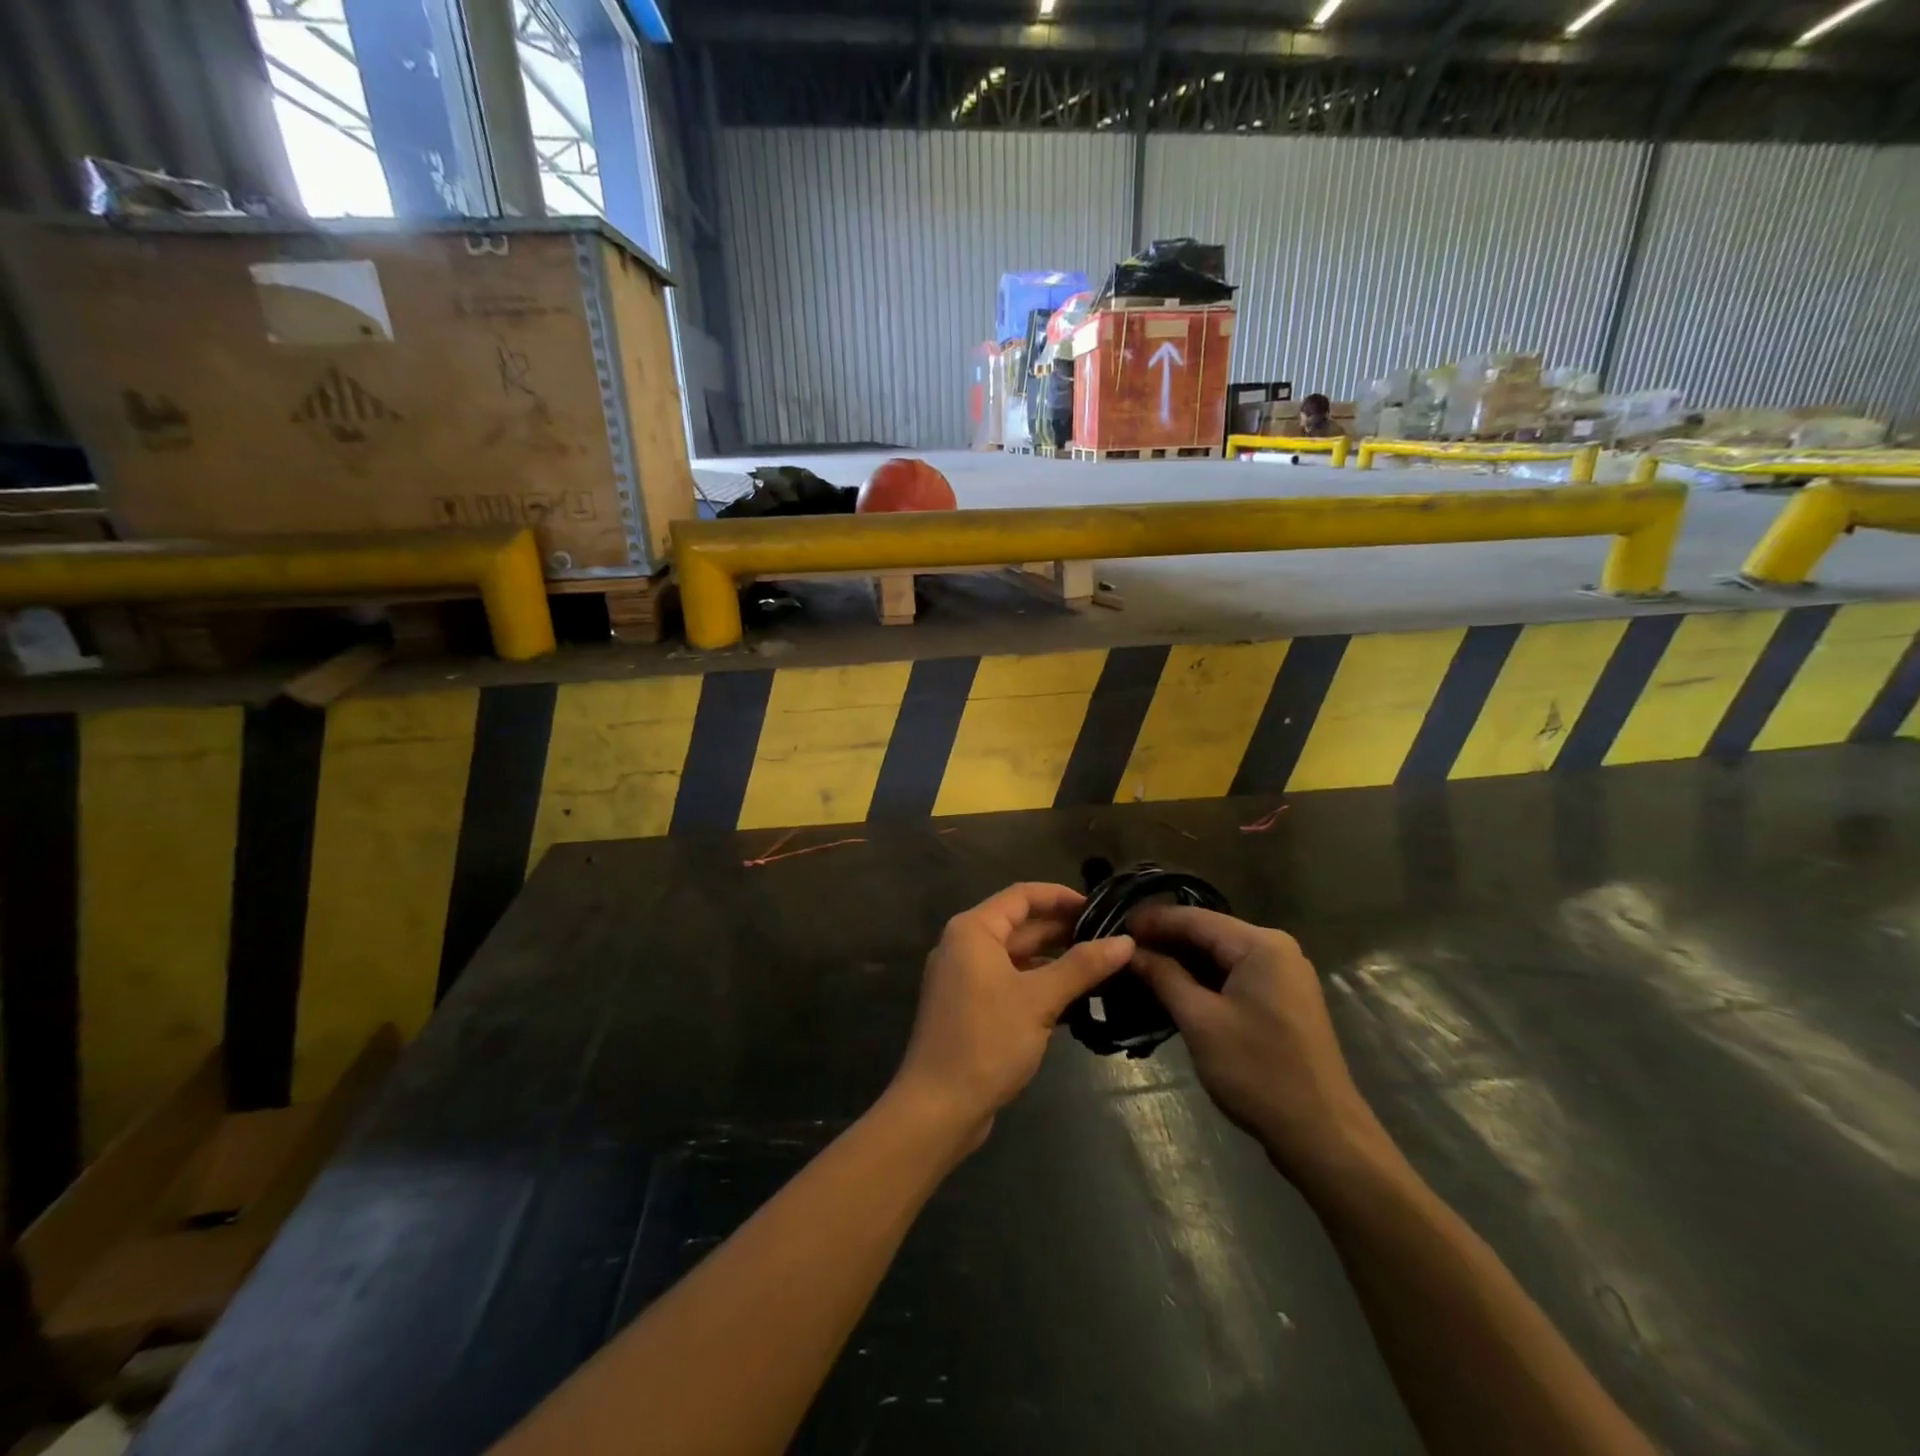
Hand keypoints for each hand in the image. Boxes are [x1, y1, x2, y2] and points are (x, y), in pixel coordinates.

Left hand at [891, 883, 1134, 1150]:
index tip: (1100, 907)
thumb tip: (1126, 941)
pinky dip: (1039, 985)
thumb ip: (1082, 966)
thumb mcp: (1039, 1000)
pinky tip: (1076, 999)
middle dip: (1063, 930)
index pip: (1022, 895)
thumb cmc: (987, 1041)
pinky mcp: (971, 1008)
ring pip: (1017, 956)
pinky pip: (1010, 982)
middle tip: (1110, 938)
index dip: (1061, 896)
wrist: (938, 1107)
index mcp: (973, 930)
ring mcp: (965, 978)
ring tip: (1102, 966)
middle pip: (1020, 925)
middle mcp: (965, 946)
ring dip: (1055, 960)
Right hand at [1128, 906, 1388, 1184]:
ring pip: (1220, 955)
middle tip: (1121, 949)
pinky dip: (1203, 979)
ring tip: (1137, 966)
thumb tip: (1130, 951)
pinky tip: (1172, 987)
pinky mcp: (1282, 999)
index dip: (1152, 920)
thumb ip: (1164, 976)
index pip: (1195, 918)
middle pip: (1208, 933)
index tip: (1114, 926)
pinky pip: (1234, 975)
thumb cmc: (1258, 1072)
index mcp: (1260, 945)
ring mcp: (1283, 975)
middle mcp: (1276, 949)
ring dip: (1181, 961)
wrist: (1322, 1134)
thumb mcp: (1201, 1021)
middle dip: (1165, 940)